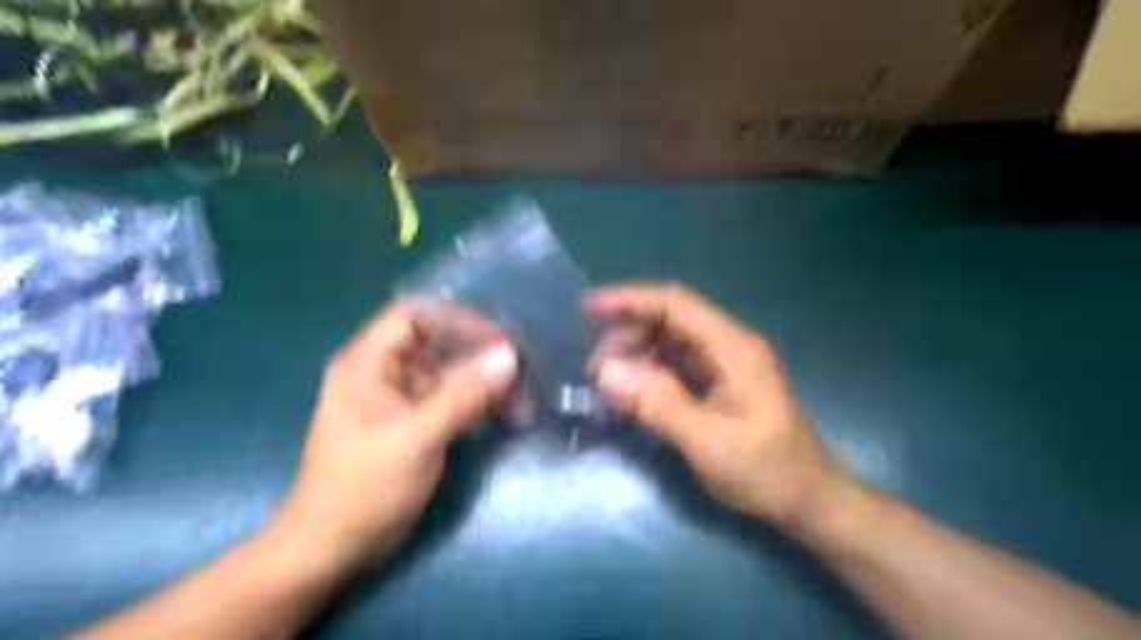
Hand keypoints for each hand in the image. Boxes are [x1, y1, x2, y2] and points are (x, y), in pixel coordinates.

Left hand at [267, 303, 516, 574]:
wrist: (334, 550)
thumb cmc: (364, 489)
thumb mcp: (416, 438)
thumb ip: (463, 395)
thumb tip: (510, 356)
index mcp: (368, 363)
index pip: (414, 316)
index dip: (456, 320)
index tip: (498, 338)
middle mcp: (385, 373)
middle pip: (438, 343)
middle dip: (480, 353)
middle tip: (522, 368)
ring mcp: (402, 399)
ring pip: (450, 372)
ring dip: (485, 381)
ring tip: (522, 397)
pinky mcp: (417, 422)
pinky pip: (453, 399)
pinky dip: (479, 403)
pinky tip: (506, 414)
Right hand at [588, 282, 834, 525]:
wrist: (808, 497)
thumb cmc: (766, 472)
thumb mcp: (709, 444)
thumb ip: (659, 405)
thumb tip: (607, 371)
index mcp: (734, 348)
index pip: (676, 304)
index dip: (630, 299)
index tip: (589, 308)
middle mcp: (730, 343)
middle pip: (669, 317)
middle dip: (627, 333)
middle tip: (595, 370)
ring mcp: (725, 359)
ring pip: (669, 336)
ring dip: (634, 350)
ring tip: (608, 382)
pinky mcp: (719, 376)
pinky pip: (675, 358)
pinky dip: (648, 367)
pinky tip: (633, 388)